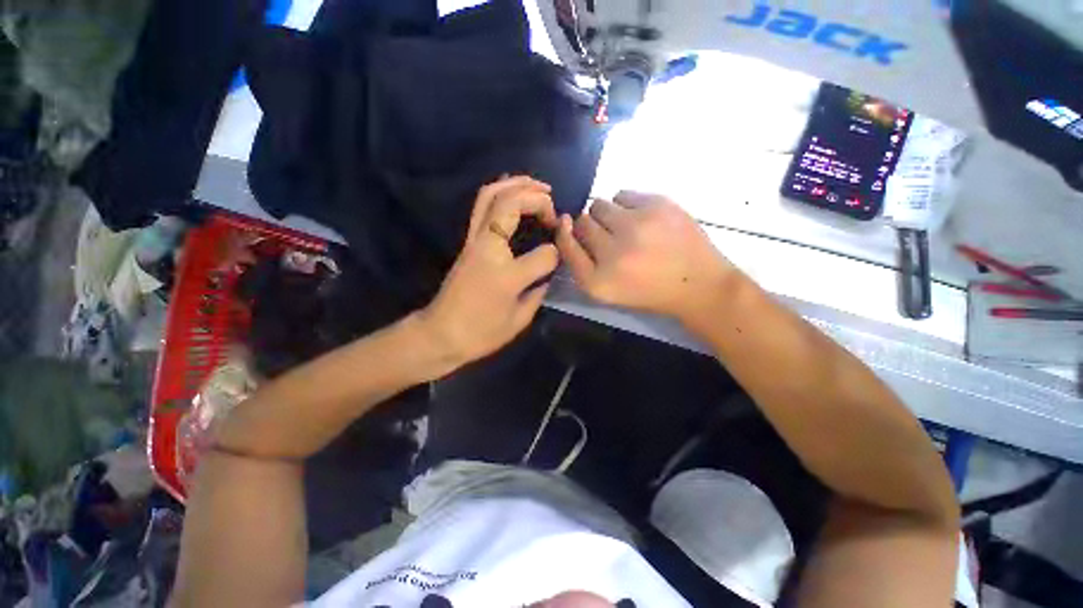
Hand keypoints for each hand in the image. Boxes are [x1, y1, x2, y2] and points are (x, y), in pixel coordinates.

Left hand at [418, 176, 559, 367]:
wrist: (440, 334)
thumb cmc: (481, 333)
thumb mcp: (519, 319)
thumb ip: (539, 291)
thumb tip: (549, 271)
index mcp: (506, 275)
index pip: (544, 254)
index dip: (557, 253)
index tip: (560, 257)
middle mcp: (488, 248)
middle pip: (511, 204)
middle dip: (536, 197)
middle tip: (553, 203)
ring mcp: (473, 240)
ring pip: (490, 196)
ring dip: (516, 183)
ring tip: (538, 186)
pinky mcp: (467, 240)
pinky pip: (481, 206)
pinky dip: (500, 192)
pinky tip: (515, 192)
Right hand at [555, 191, 734, 321]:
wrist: (699, 284)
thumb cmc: (647, 291)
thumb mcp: (607, 291)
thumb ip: (581, 262)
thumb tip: (566, 221)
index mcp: (599, 281)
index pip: (565, 245)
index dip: (565, 234)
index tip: (570, 229)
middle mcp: (613, 254)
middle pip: (581, 223)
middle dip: (590, 228)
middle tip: (610, 238)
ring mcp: (636, 227)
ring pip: (598, 204)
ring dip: (606, 215)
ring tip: (626, 228)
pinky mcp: (657, 206)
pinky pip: (621, 194)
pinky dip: (626, 205)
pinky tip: (642, 219)